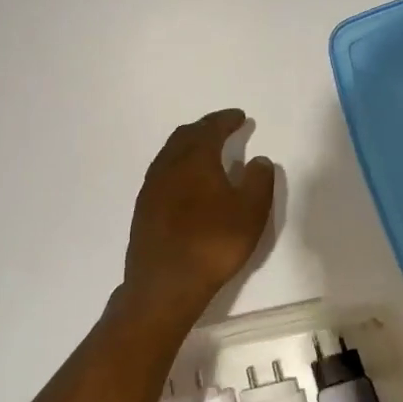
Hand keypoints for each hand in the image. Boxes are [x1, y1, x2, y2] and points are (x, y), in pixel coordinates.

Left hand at [121, 109, 275, 324]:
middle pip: (185, 136)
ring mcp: (151, 188)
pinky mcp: (143, 210)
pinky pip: (162, 175)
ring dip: (189, 147)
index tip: (241, 117)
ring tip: (206, 153)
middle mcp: (168, 166)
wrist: (165, 284)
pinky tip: (187, 183)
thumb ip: (258, 181)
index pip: (211, 129)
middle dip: (205, 128)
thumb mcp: (250, 212)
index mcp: (194, 159)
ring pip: (170, 155)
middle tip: (223, 129)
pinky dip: (178, 167)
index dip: (226, 120)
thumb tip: (258, 160)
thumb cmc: (213, 243)